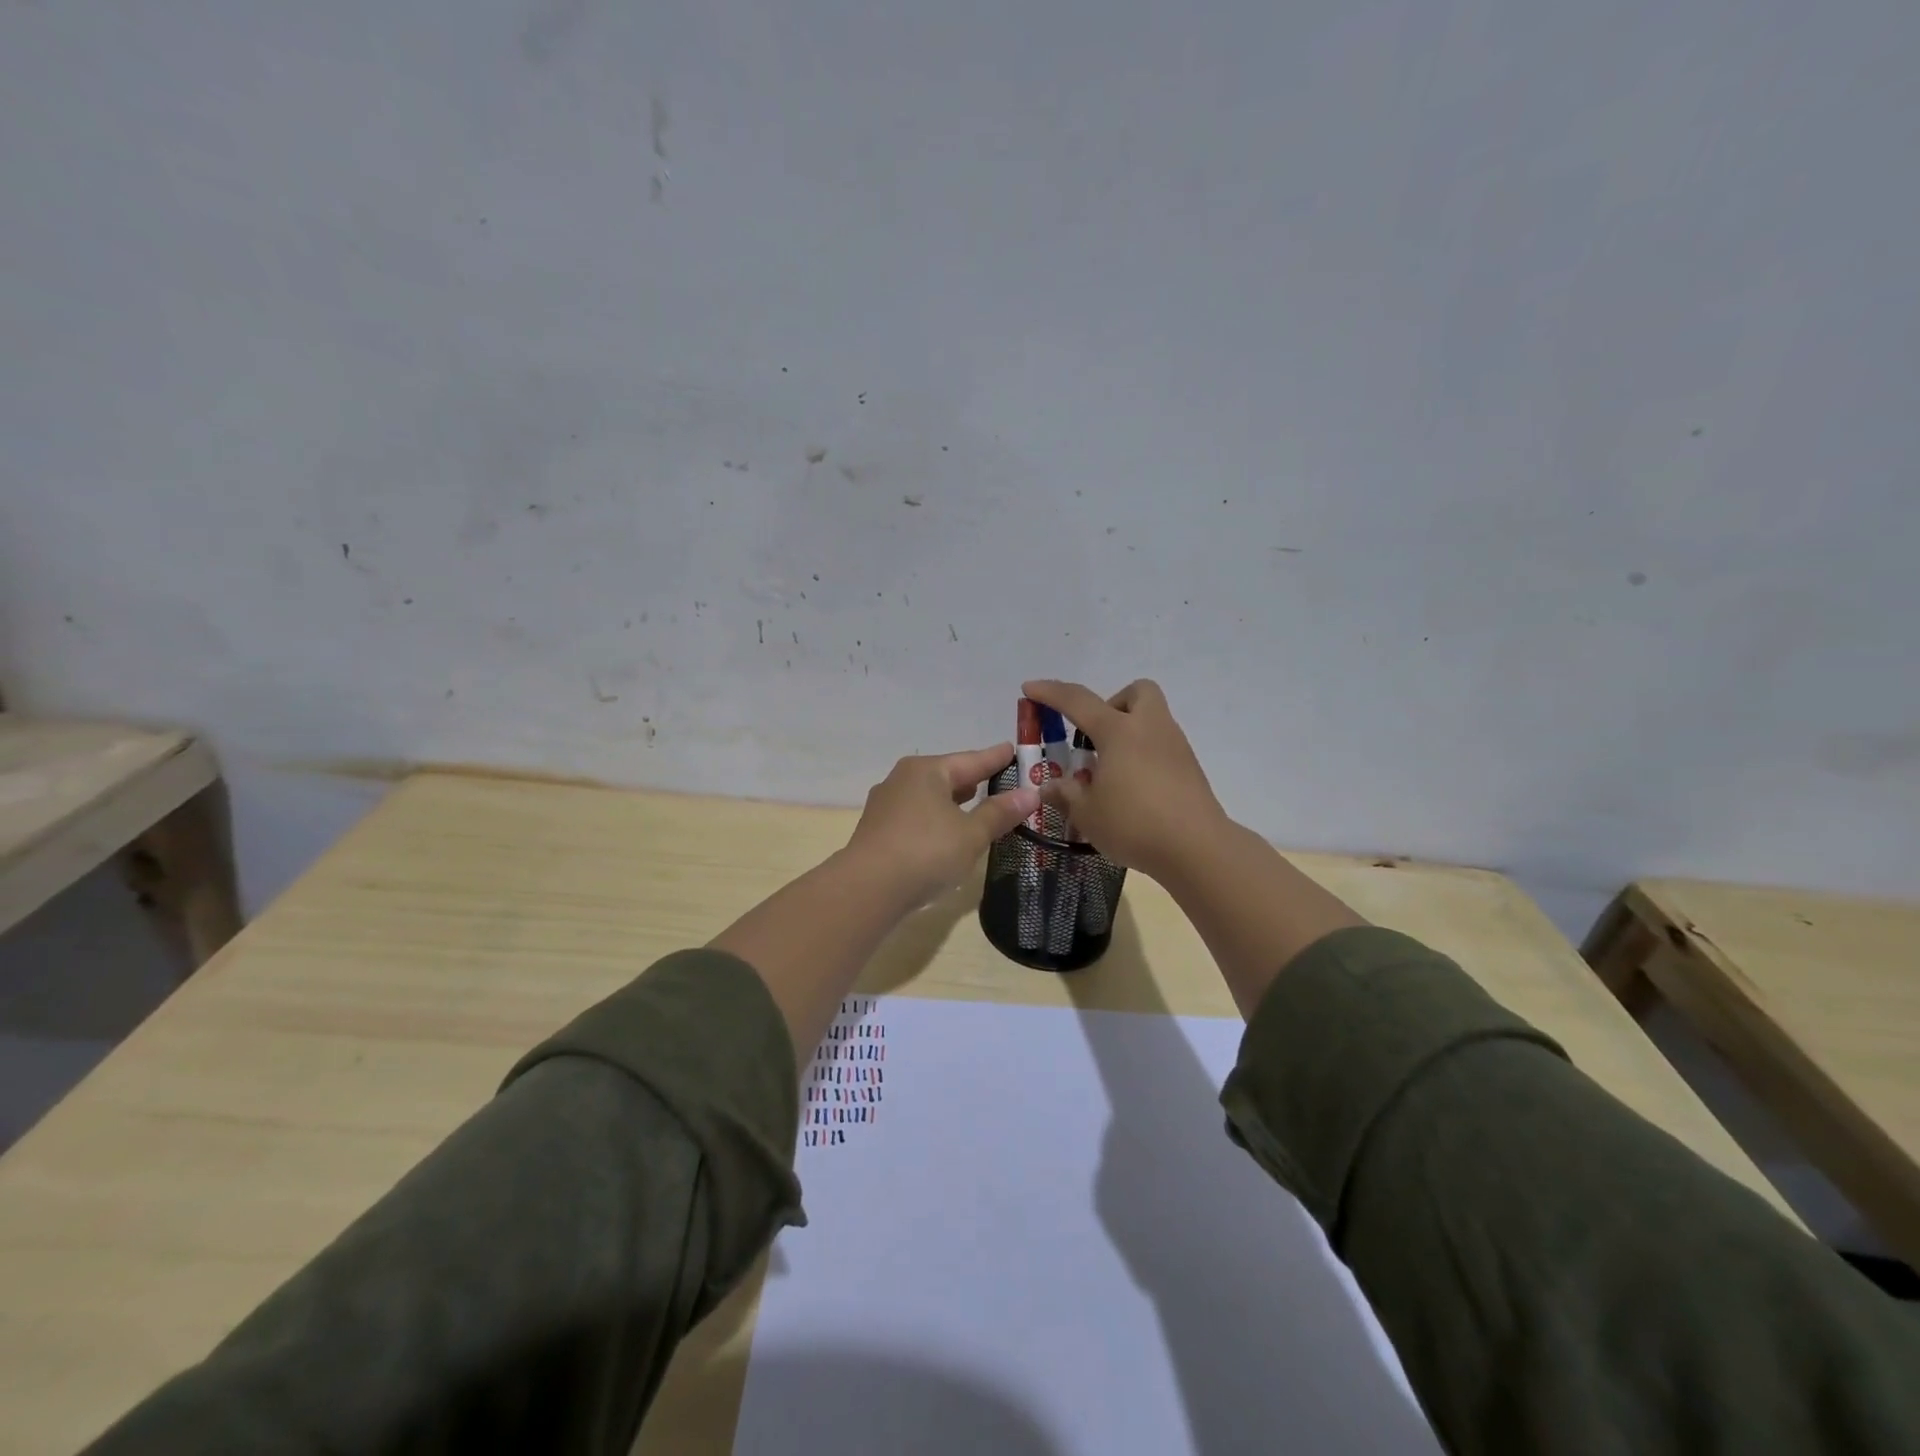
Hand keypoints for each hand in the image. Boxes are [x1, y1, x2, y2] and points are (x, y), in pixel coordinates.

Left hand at [842, 744, 1039, 909]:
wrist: (867, 888)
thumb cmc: (926, 851)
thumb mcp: (971, 834)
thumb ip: (999, 813)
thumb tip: (1030, 794)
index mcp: (926, 771)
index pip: (971, 760)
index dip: (996, 758)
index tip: (1013, 750)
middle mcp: (902, 779)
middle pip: (948, 775)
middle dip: (973, 779)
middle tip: (1000, 778)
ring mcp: (886, 805)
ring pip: (930, 796)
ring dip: (954, 801)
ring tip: (976, 802)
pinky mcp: (878, 830)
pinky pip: (917, 816)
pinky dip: (937, 818)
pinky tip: (946, 831)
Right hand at [1021, 679, 1227, 881]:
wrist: (1198, 848)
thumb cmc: (1134, 824)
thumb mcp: (1087, 813)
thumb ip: (1065, 794)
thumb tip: (1049, 786)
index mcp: (1119, 731)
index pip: (1078, 701)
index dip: (1050, 693)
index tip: (1029, 688)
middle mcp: (1150, 728)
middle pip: (1137, 692)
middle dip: (1112, 703)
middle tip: (1095, 735)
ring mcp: (1175, 746)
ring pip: (1152, 719)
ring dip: (1128, 732)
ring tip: (1110, 769)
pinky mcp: (1190, 768)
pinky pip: (1162, 746)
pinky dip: (1143, 755)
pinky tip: (1132, 788)